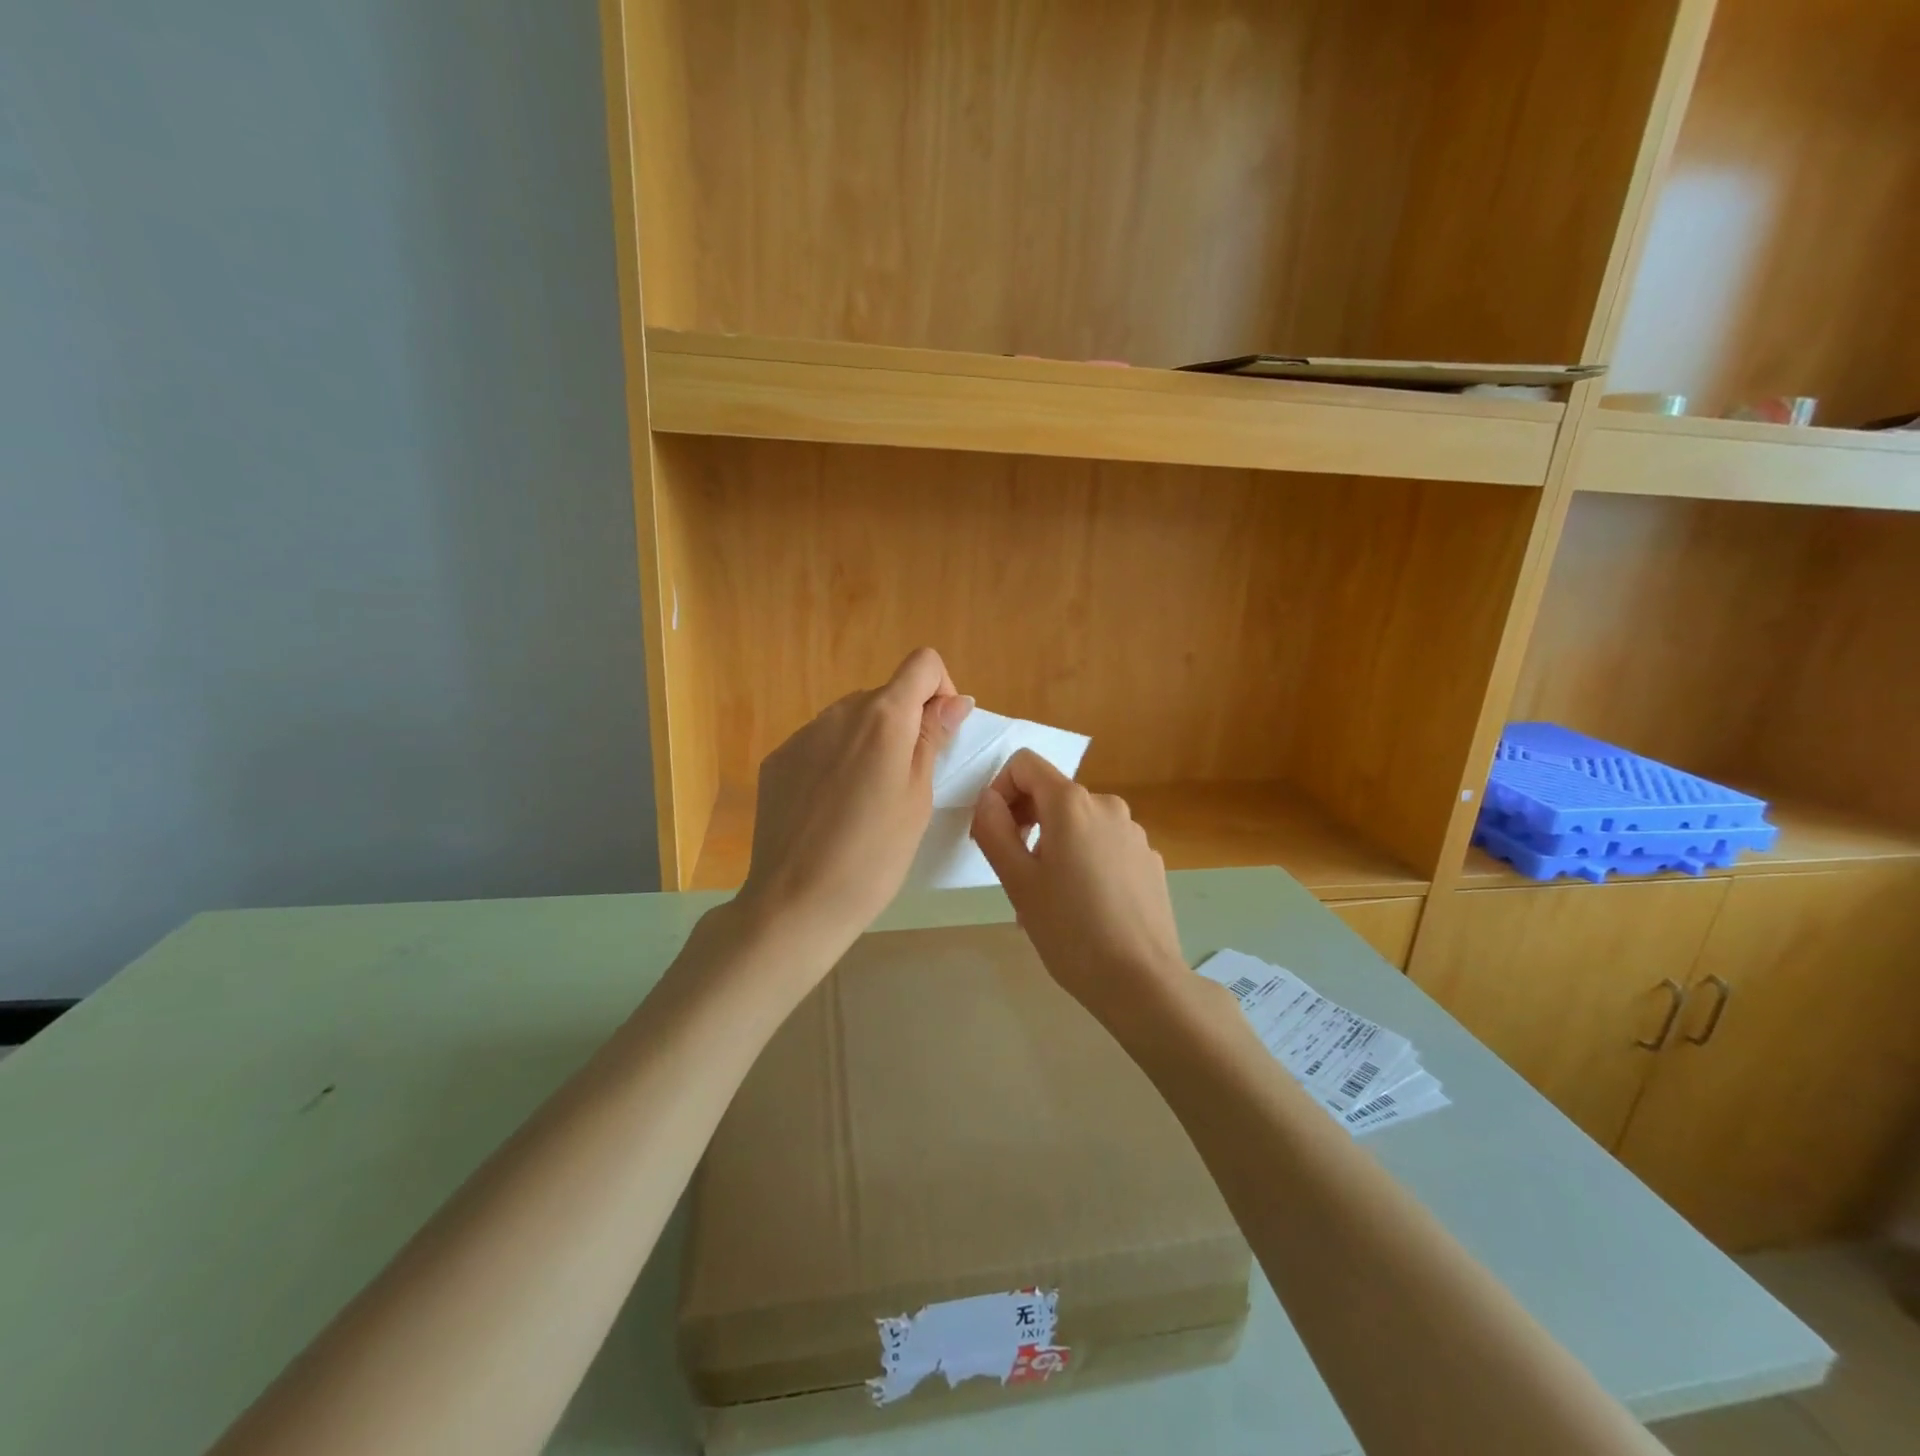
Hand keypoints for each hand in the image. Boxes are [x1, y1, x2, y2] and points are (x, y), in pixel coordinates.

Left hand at [736, 648, 972, 972]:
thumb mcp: (918, 797)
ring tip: (865, 802)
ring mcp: (802, 735)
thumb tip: (955, 699)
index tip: (938, 734)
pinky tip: (830, 810)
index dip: (940, 690)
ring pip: (851, 721)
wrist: (796, 901)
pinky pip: (819, 745)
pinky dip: (835, 762)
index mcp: (883, 717)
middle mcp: (839, 712)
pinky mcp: (778, 760)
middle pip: (885, 695)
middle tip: (904, 784)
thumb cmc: (875, 855)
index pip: (922, 663)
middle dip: (904, 724)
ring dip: (868, 744)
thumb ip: (933, 738)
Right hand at [969, 750, 1190, 1028]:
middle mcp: (1107, 805)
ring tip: (1049, 900)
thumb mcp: (1017, 881)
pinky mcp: (1150, 860)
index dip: (1000, 790)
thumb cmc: (1070, 930)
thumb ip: (994, 828)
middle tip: (1016, 874)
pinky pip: (1105, 846)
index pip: (1025, 764)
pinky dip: (1085, 862)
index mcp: (1072, 803)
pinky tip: (1084, 909)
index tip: (996, 834)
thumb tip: (988, 799)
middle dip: (1026, 822)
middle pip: (1053, 794)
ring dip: (1054, 847)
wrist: (1142, 981)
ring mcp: (1134, 833)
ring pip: (1079, 824)